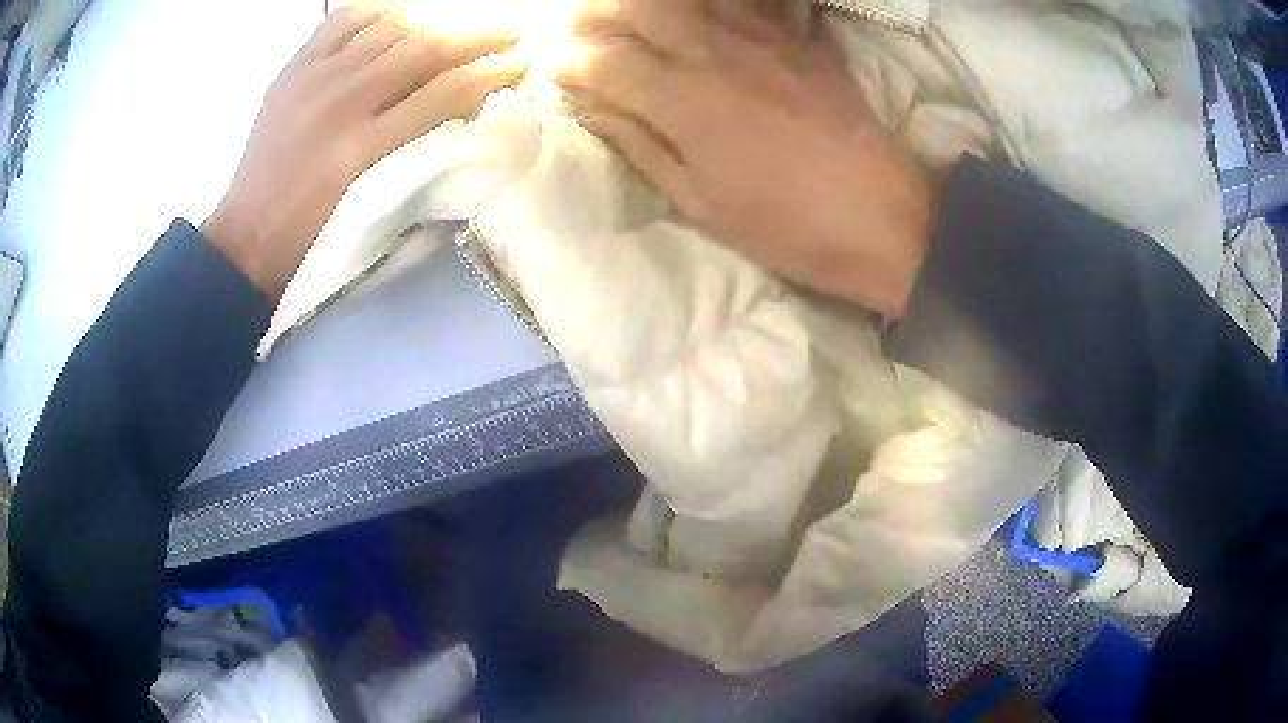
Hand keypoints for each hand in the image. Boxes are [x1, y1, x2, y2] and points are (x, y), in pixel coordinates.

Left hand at [204, 7, 525, 300]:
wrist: (247, 235)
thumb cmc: (310, 234)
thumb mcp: (367, 200)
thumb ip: (411, 147)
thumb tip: (454, 106)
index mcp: (362, 148)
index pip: (443, 94)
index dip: (489, 74)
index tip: (521, 63)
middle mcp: (341, 101)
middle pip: (422, 50)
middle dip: (475, 37)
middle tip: (509, 33)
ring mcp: (314, 78)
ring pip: (388, 28)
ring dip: (434, 22)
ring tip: (457, 26)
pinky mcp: (293, 69)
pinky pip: (340, 21)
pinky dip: (376, 11)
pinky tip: (397, 15)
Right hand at [558, 0, 935, 316]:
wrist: (884, 217)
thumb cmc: (788, 225)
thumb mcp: (701, 204)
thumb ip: (641, 147)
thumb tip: (593, 112)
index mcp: (683, 103)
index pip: (605, 62)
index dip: (569, 61)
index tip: (554, 68)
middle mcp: (715, 53)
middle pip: (639, 7)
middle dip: (595, 11)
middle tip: (580, 26)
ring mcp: (763, 37)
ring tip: (629, 12)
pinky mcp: (799, 38)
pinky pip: (749, 0)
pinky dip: (714, 1)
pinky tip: (701, 12)